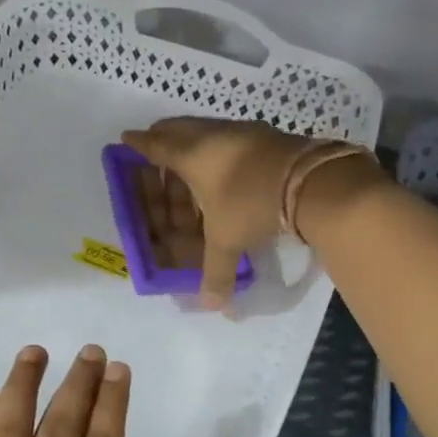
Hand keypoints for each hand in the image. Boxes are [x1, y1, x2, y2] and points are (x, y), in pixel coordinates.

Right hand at [122, 118, 381, 307]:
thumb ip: (216, 271)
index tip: (126, 139)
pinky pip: (231, 139)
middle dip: (163, 140)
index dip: (139, 144)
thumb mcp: (228, 239)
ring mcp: (242, 131)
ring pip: (207, 133)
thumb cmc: (251, 204)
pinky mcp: (267, 135)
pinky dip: (220, 152)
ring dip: (194, 147)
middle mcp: (212, 135)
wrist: (311, 181)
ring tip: (190, 169)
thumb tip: (213, 306)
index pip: (156, 145)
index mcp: (191, 154)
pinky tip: (228, 170)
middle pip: (178, 130)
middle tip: (155, 153)